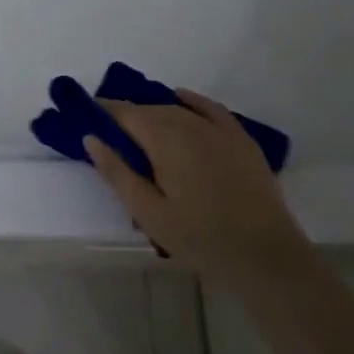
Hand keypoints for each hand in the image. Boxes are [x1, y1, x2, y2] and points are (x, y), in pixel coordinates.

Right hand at [85, 89, 306, 278]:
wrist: (265, 256)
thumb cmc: (199, 238)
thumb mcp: (148, 212)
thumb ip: (117, 173)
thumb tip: (91, 139)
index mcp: (164, 141)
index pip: (126, 114)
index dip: (105, 111)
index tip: (88, 116)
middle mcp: (190, 125)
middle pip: (151, 110)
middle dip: (128, 115)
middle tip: (111, 132)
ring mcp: (219, 131)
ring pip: (178, 110)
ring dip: (155, 112)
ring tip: (140, 128)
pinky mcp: (241, 140)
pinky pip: (211, 109)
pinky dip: (192, 100)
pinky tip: (181, 97)